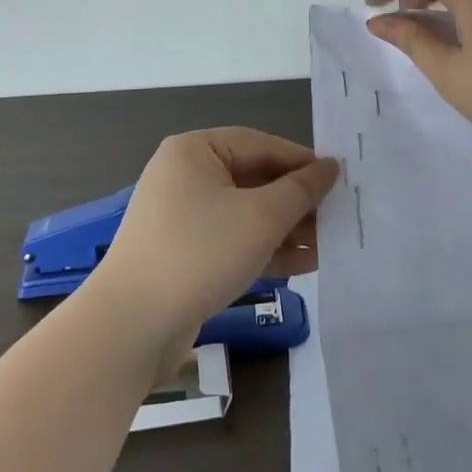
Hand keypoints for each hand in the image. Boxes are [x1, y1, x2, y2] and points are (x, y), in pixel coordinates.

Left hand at [94, 128, 337, 369]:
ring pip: (246, 214)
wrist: (131, 327)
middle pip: (254, 179)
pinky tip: (302, 265)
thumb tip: (331, 167)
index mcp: (195, 151)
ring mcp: (182, 217)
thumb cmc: (199, 253)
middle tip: (338, 217)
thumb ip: (301, 190)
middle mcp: (186, 176)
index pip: (260, 144)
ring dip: (285, 229)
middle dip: (296, 202)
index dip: (302, 162)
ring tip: (327, 245)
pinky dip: (264, 249)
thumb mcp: (260, 217)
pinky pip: (232, 241)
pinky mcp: (184, 254)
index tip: (339, 180)